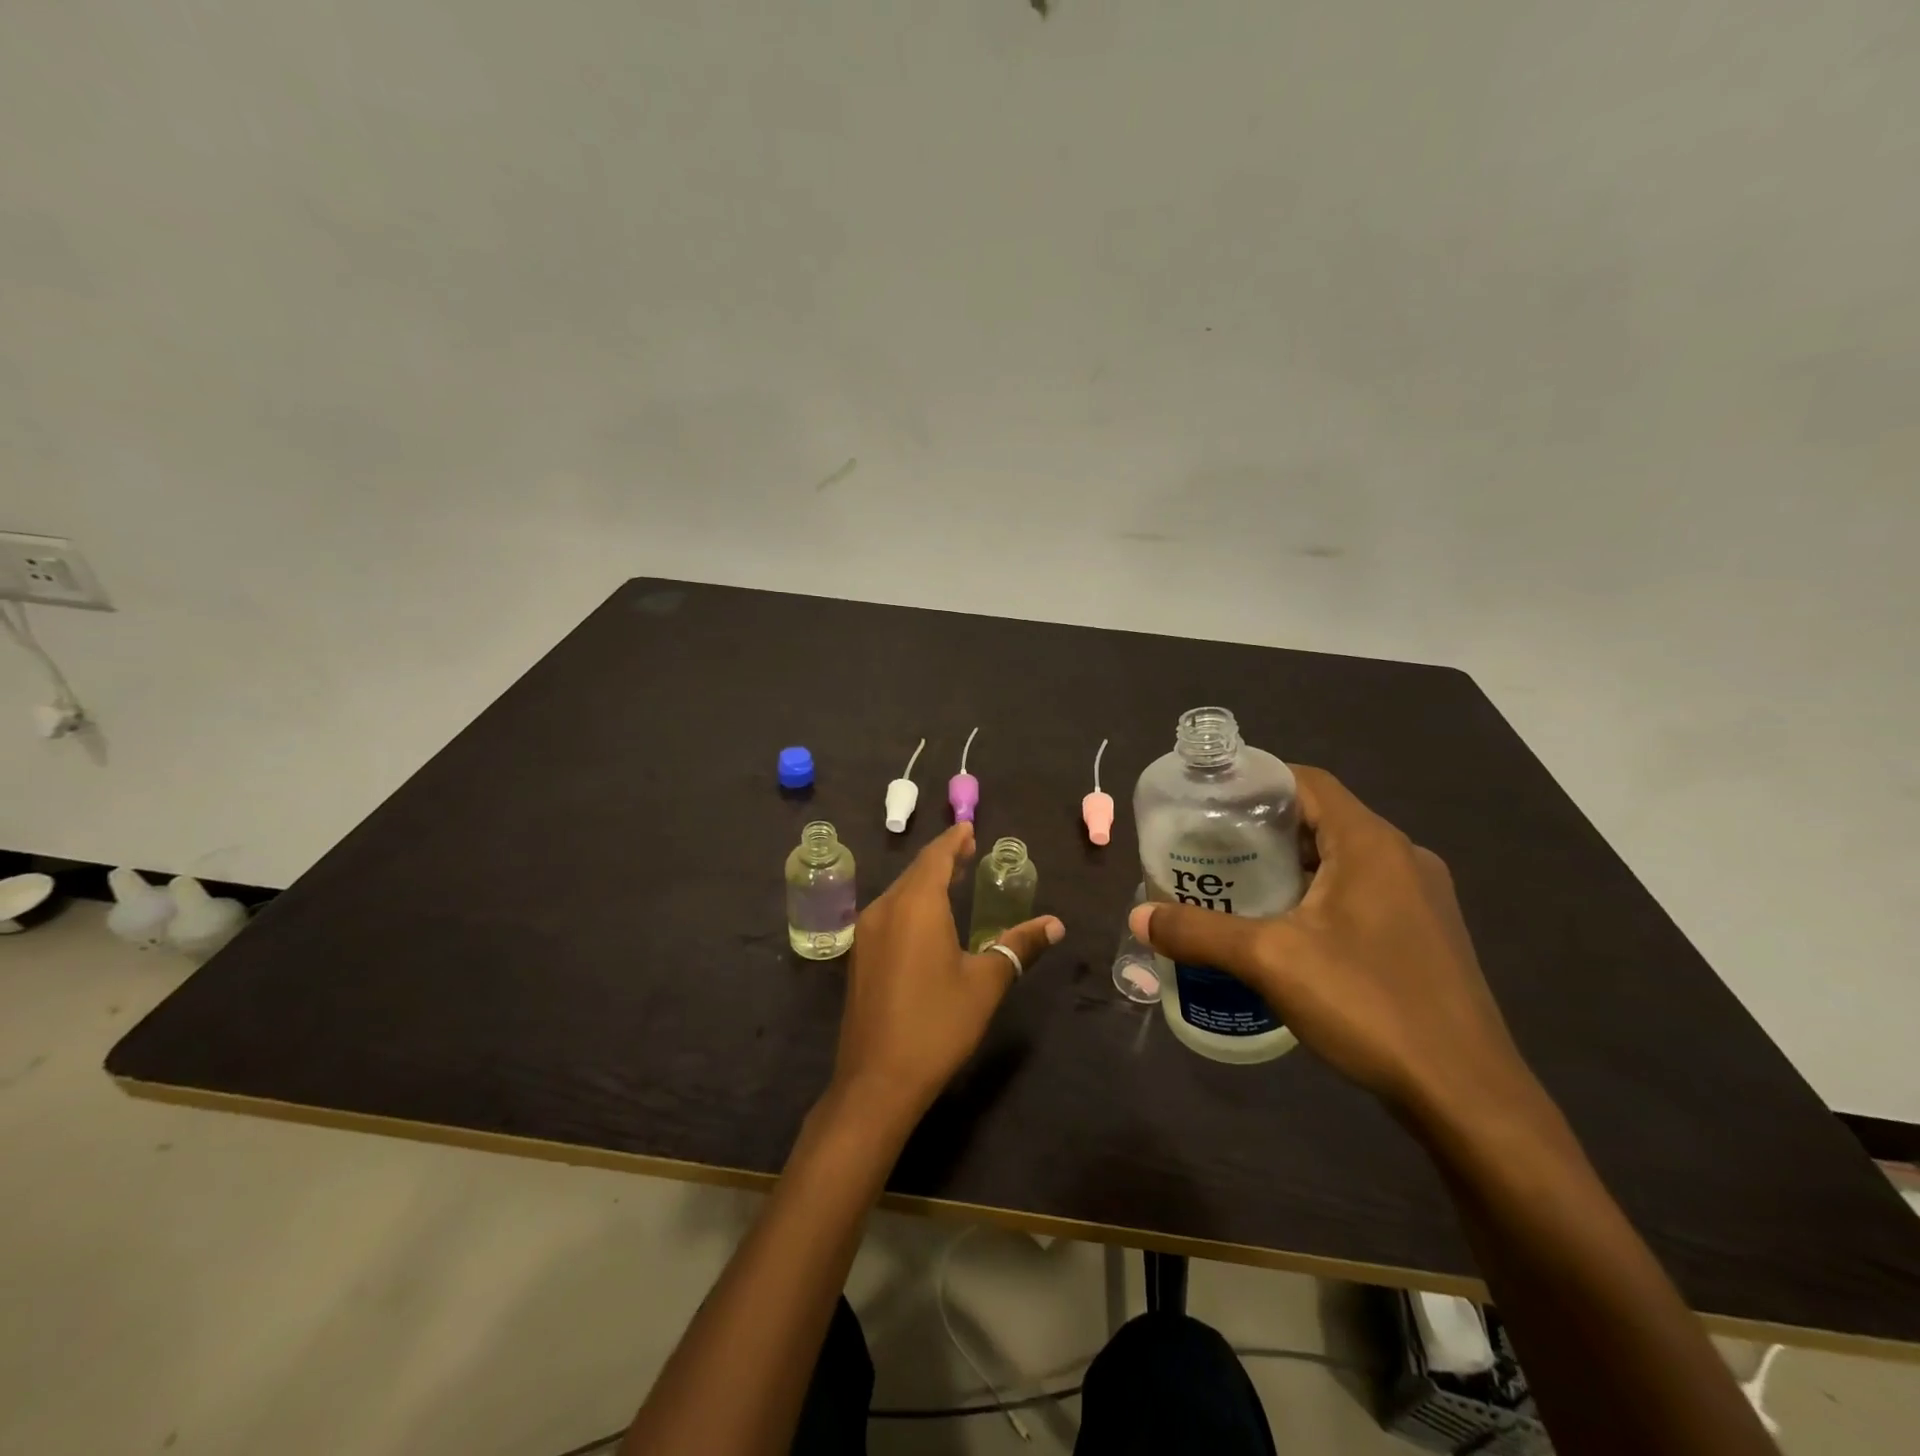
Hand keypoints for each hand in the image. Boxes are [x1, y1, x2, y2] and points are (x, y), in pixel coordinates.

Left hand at [832, 823, 1063, 1125]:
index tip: (969, 828)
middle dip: (941, 859)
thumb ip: (1019, 946)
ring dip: (925, 882)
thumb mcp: (986, 983)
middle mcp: (885, 909)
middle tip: (967, 851)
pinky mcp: (859, 957)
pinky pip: (888, 914)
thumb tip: (1055, 924)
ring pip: (899, 893)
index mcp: (916, 905)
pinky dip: (910, 903)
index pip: (935, 857)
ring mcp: (866, 934)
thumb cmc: (937, 1024)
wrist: (876, 1080)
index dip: (953, 840)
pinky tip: (925, 919)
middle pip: (915, 872)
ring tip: (952, 879)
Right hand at [1129, 766, 1533, 1123]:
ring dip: (1290, 865)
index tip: (1208, 800)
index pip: (1307, 781)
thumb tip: (1137, 916)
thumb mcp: (1270, 961)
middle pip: (1322, 819)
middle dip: (1262, 828)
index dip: (1256, 782)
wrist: (1467, 1097)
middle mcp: (1403, 858)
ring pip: (1342, 860)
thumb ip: (1199, 932)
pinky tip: (1285, 931)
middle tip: (1209, 848)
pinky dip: (1317, 895)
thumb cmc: (1369, 1005)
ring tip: (1236, 886)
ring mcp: (1421, 899)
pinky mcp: (1425, 936)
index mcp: (1371, 843)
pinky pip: (1361, 894)